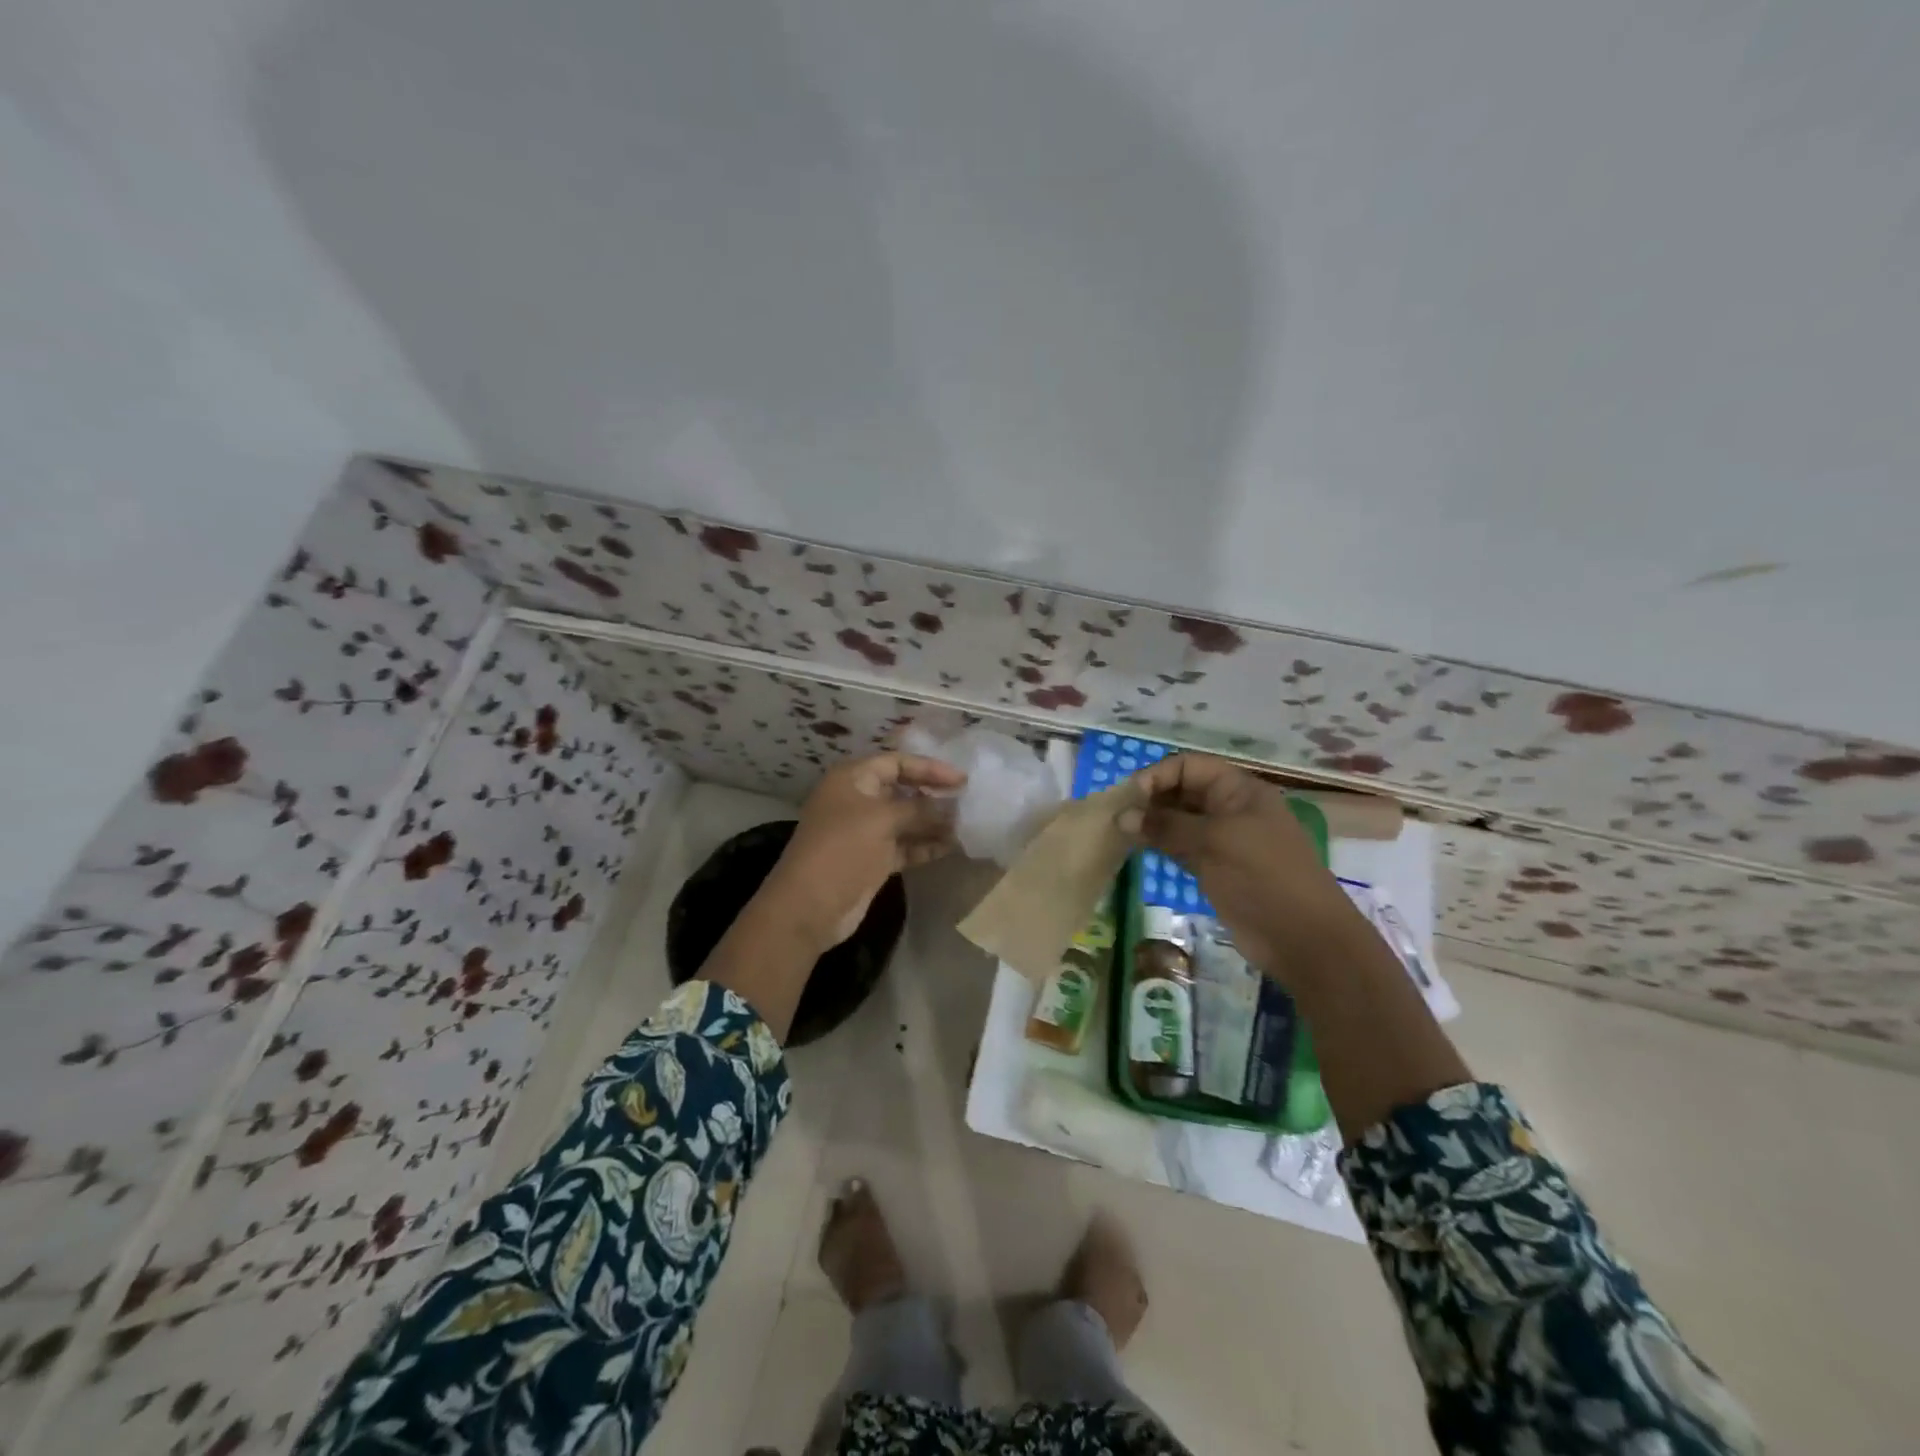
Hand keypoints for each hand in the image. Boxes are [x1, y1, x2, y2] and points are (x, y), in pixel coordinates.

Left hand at [763, 752, 966, 951]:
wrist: (809, 906)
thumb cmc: (843, 848)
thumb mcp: (883, 819)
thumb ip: (921, 809)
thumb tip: (953, 808)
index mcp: (853, 779)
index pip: (897, 762)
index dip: (929, 768)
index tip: (962, 781)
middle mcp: (858, 800)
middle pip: (903, 790)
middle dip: (934, 797)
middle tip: (968, 803)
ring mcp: (865, 831)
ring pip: (906, 820)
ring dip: (933, 823)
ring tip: (966, 826)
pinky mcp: (872, 859)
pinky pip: (904, 845)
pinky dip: (925, 845)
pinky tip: (951, 846)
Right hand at [1118, 754, 1355, 984]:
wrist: (1304, 939)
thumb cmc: (1263, 878)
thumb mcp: (1215, 842)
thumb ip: (1167, 825)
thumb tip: (1122, 815)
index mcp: (1238, 790)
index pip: (1189, 766)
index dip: (1158, 776)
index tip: (1129, 798)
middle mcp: (1230, 808)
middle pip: (1182, 790)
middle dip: (1151, 799)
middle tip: (1118, 817)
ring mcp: (1223, 839)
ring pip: (1179, 820)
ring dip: (1152, 823)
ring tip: (1120, 833)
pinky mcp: (1215, 867)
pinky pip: (1181, 846)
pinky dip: (1160, 845)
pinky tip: (1137, 849)